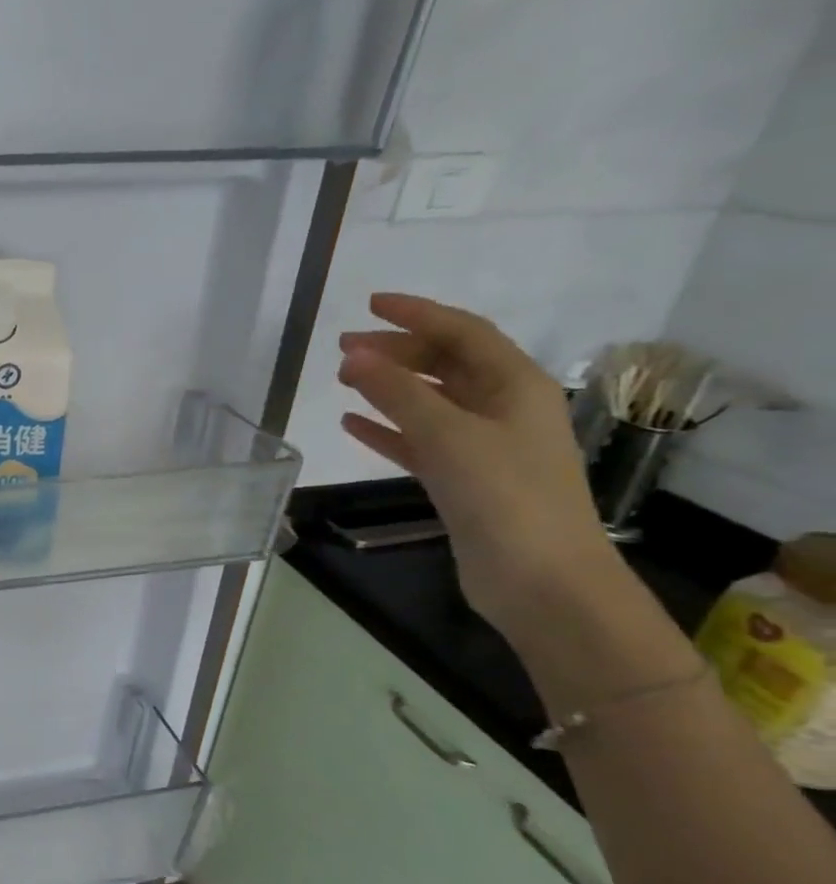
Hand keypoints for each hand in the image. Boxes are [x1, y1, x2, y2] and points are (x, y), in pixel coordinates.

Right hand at [337, 294, 621, 641]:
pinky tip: (353, 424)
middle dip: (396, 350)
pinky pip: (418, 441)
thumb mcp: (448, 435)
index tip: (370, 304)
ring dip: (388, 387)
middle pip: (445, 364)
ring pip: (429, 401)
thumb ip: (398, 392)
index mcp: (515, 386)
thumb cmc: (504, 496)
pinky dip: (387, 429)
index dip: (418, 314)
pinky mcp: (461, 479)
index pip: (463, 333)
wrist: (540, 579)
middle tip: (343, 348)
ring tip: (343, 379)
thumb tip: (354, 355)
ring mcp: (482, 445)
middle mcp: (502, 408)